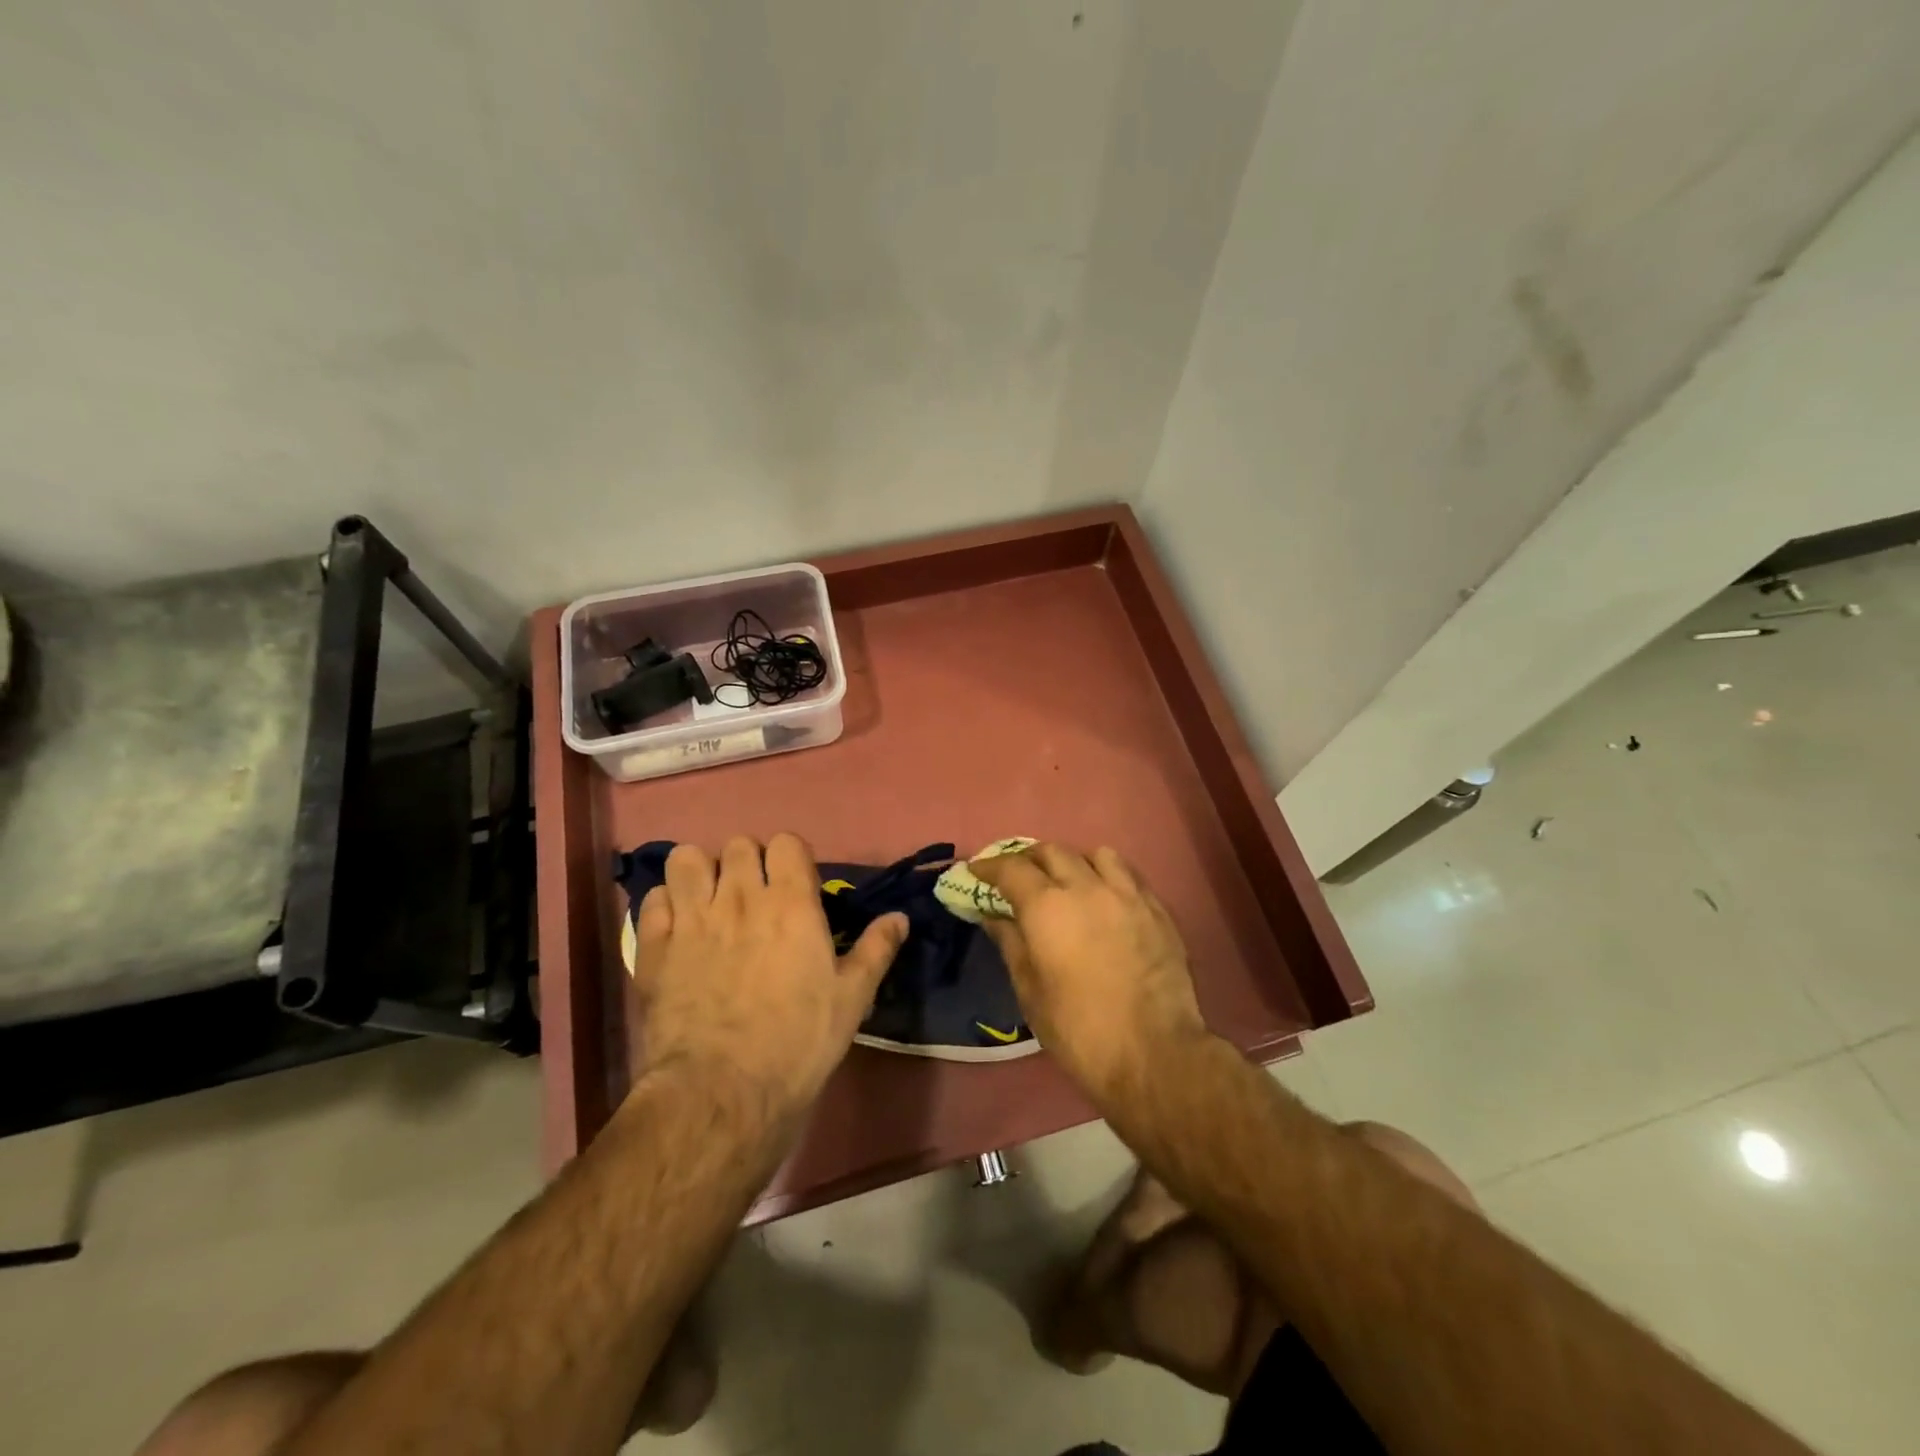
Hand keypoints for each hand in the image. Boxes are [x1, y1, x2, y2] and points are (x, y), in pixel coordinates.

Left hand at [630, 834, 906, 1116]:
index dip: (791, 858)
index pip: (786, 843)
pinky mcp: (654, 946)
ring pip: (687, 859)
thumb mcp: (851, 998)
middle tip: (754, 897)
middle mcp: (741, 897)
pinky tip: (676, 927)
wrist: (723, 1090)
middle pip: (739, 845)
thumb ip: (875, 949)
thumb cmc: (798, 1042)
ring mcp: (692, 919)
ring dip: (700, 872)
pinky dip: (665, 904)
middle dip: (748, 862)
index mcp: (791, 903)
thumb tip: (899, 917)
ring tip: (709, 900)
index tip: (795, 886)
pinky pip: (652, 898)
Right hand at [971, 843, 1211, 1103]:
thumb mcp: (1030, 992)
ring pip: (1094, 854)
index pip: (1011, 868)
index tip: (977, 870)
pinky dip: (1107, 875)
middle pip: (1051, 851)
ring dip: (1073, 861)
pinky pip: (1127, 874)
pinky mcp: (1157, 908)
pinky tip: (1105, 897)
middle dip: (1028, 859)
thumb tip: (994, 916)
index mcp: (1047, 907)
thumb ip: (1011, 944)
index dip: (989, 866)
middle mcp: (1086, 887)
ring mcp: (1126, 894)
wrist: (1155, 1054)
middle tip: (1017, 877)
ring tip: (1067, 880)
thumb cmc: (1079, 1030)